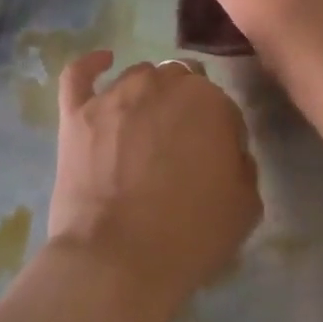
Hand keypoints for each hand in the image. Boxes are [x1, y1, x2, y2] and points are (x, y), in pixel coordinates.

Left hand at [47, 51, 261, 320]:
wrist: (118, 260)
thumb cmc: (190, 236)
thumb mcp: (246, 206)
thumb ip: (242, 164)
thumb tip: (227, 151)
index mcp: (210, 102)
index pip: (222, 105)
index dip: (220, 133)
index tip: (215, 161)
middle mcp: (162, 85)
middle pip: (180, 82)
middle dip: (185, 107)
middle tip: (180, 145)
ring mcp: (114, 96)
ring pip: (138, 76)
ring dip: (148, 93)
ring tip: (146, 125)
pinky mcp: (77, 113)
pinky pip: (80, 74)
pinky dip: (92, 64)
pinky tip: (103, 61)